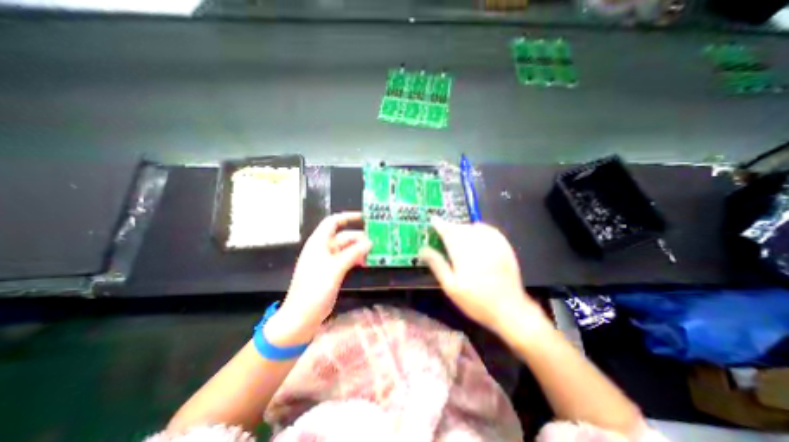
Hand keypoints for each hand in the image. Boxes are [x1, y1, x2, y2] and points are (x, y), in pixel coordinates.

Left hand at [265, 212, 373, 345]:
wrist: (302, 315)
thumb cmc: (315, 288)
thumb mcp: (335, 268)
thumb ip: (353, 253)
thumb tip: (370, 242)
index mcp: (319, 242)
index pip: (333, 222)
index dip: (348, 217)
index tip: (365, 217)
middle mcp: (323, 248)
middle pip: (343, 236)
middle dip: (359, 237)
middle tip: (377, 240)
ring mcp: (327, 260)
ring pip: (346, 249)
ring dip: (359, 249)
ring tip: (374, 252)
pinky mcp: (331, 271)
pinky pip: (346, 260)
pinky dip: (355, 259)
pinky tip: (365, 262)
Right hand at [419, 219, 550, 336]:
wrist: (510, 310)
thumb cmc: (476, 301)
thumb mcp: (451, 287)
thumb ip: (437, 265)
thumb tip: (423, 249)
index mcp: (463, 254)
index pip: (448, 233)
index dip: (439, 224)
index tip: (433, 219)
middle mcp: (478, 244)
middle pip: (461, 228)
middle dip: (450, 226)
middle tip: (443, 230)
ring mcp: (494, 244)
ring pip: (474, 227)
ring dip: (463, 227)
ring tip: (457, 233)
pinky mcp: (504, 247)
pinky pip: (490, 230)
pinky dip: (480, 228)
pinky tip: (476, 232)